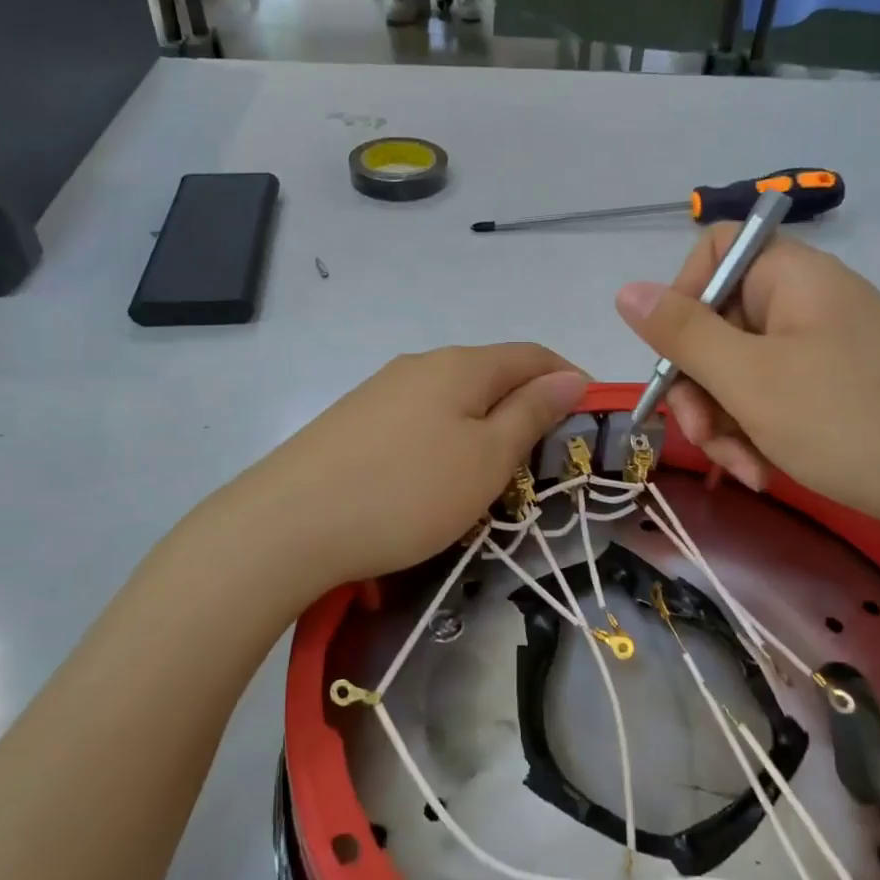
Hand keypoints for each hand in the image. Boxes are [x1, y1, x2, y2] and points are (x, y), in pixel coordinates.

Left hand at [233, 344, 588, 590]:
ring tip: (494, 471)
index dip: (567, 377)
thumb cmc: (407, 492)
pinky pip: (419, 419)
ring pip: (453, 398)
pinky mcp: (353, 421)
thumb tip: (570, 377)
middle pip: (491, 373)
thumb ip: (530, 414)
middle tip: (545, 455)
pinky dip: (446, 437)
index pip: (532, 355)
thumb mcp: (486, 458)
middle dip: (526, 404)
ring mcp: (381, 391)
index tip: (591, 414)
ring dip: (485, 423)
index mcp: (461, 365)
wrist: (287, 524)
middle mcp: (420, 365)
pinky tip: (436, 475)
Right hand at [615, 229, 879, 542]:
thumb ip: (681, 333)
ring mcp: (823, 344)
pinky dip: (759, 430)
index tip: (674, 356)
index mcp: (791, 277)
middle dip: (700, 386)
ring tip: (743, 469)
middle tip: (700, 436)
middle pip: (719, 322)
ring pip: (741, 368)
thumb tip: (626, 290)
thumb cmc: (847, 422)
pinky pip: (773, 394)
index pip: (713, 252)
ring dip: (726, 420)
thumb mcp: (748, 379)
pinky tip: (765, 470)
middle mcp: (806, 300)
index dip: (681, 297)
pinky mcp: (835, 385)